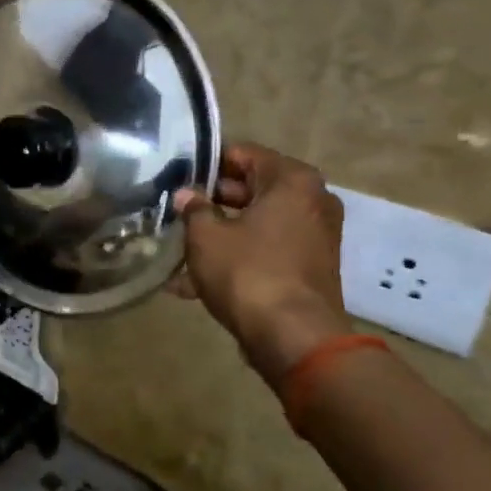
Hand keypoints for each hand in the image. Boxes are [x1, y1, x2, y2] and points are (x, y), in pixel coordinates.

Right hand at [171, 142, 352, 380]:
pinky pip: (265, 250)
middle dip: (213, 200)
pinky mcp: (309, 267)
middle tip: (176, 210)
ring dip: (221, 232)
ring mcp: (314, 236)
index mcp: (292, 180)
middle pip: (253, 188)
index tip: (178, 175)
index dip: (208, 163)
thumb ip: (194, 208)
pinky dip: (237, 257)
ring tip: (179, 247)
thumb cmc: (247, 272)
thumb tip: (186, 195)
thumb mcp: (206, 236)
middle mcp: (312, 201)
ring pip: (257, 223)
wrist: (292, 336)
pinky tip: (194, 280)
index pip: (244, 154)